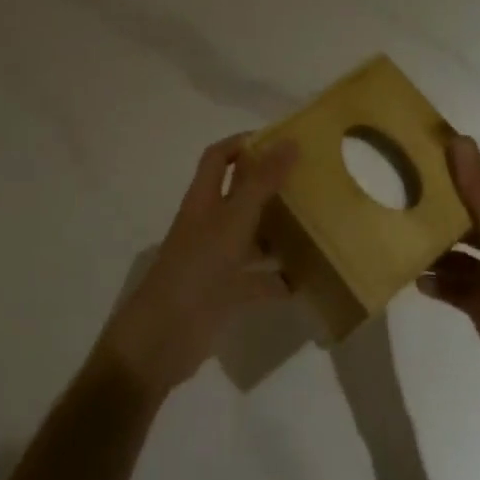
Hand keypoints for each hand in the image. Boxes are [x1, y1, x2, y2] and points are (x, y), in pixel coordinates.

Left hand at [98, 135, 298, 397]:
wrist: (163, 337)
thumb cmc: (197, 268)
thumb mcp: (233, 220)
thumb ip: (261, 182)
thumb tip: (289, 141)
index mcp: (203, 200)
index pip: (218, 157)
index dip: (242, 143)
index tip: (280, 141)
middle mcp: (209, 225)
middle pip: (239, 195)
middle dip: (270, 186)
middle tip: (309, 180)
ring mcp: (216, 260)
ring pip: (251, 237)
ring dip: (278, 232)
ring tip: (316, 224)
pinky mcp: (225, 293)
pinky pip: (258, 280)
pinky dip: (279, 279)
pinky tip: (307, 279)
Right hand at [419, 136, 479, 405]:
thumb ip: (478, 190)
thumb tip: (459, 139)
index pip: (474, 182)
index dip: (451, 165)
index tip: (416, 148)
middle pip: (459, 215)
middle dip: (432, 204)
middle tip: (392, 191)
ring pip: (451, 252)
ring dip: (428, 245)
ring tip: (394, 235)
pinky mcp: (479, 304)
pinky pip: (449, 285)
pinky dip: (433, 281)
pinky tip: (413, 280)